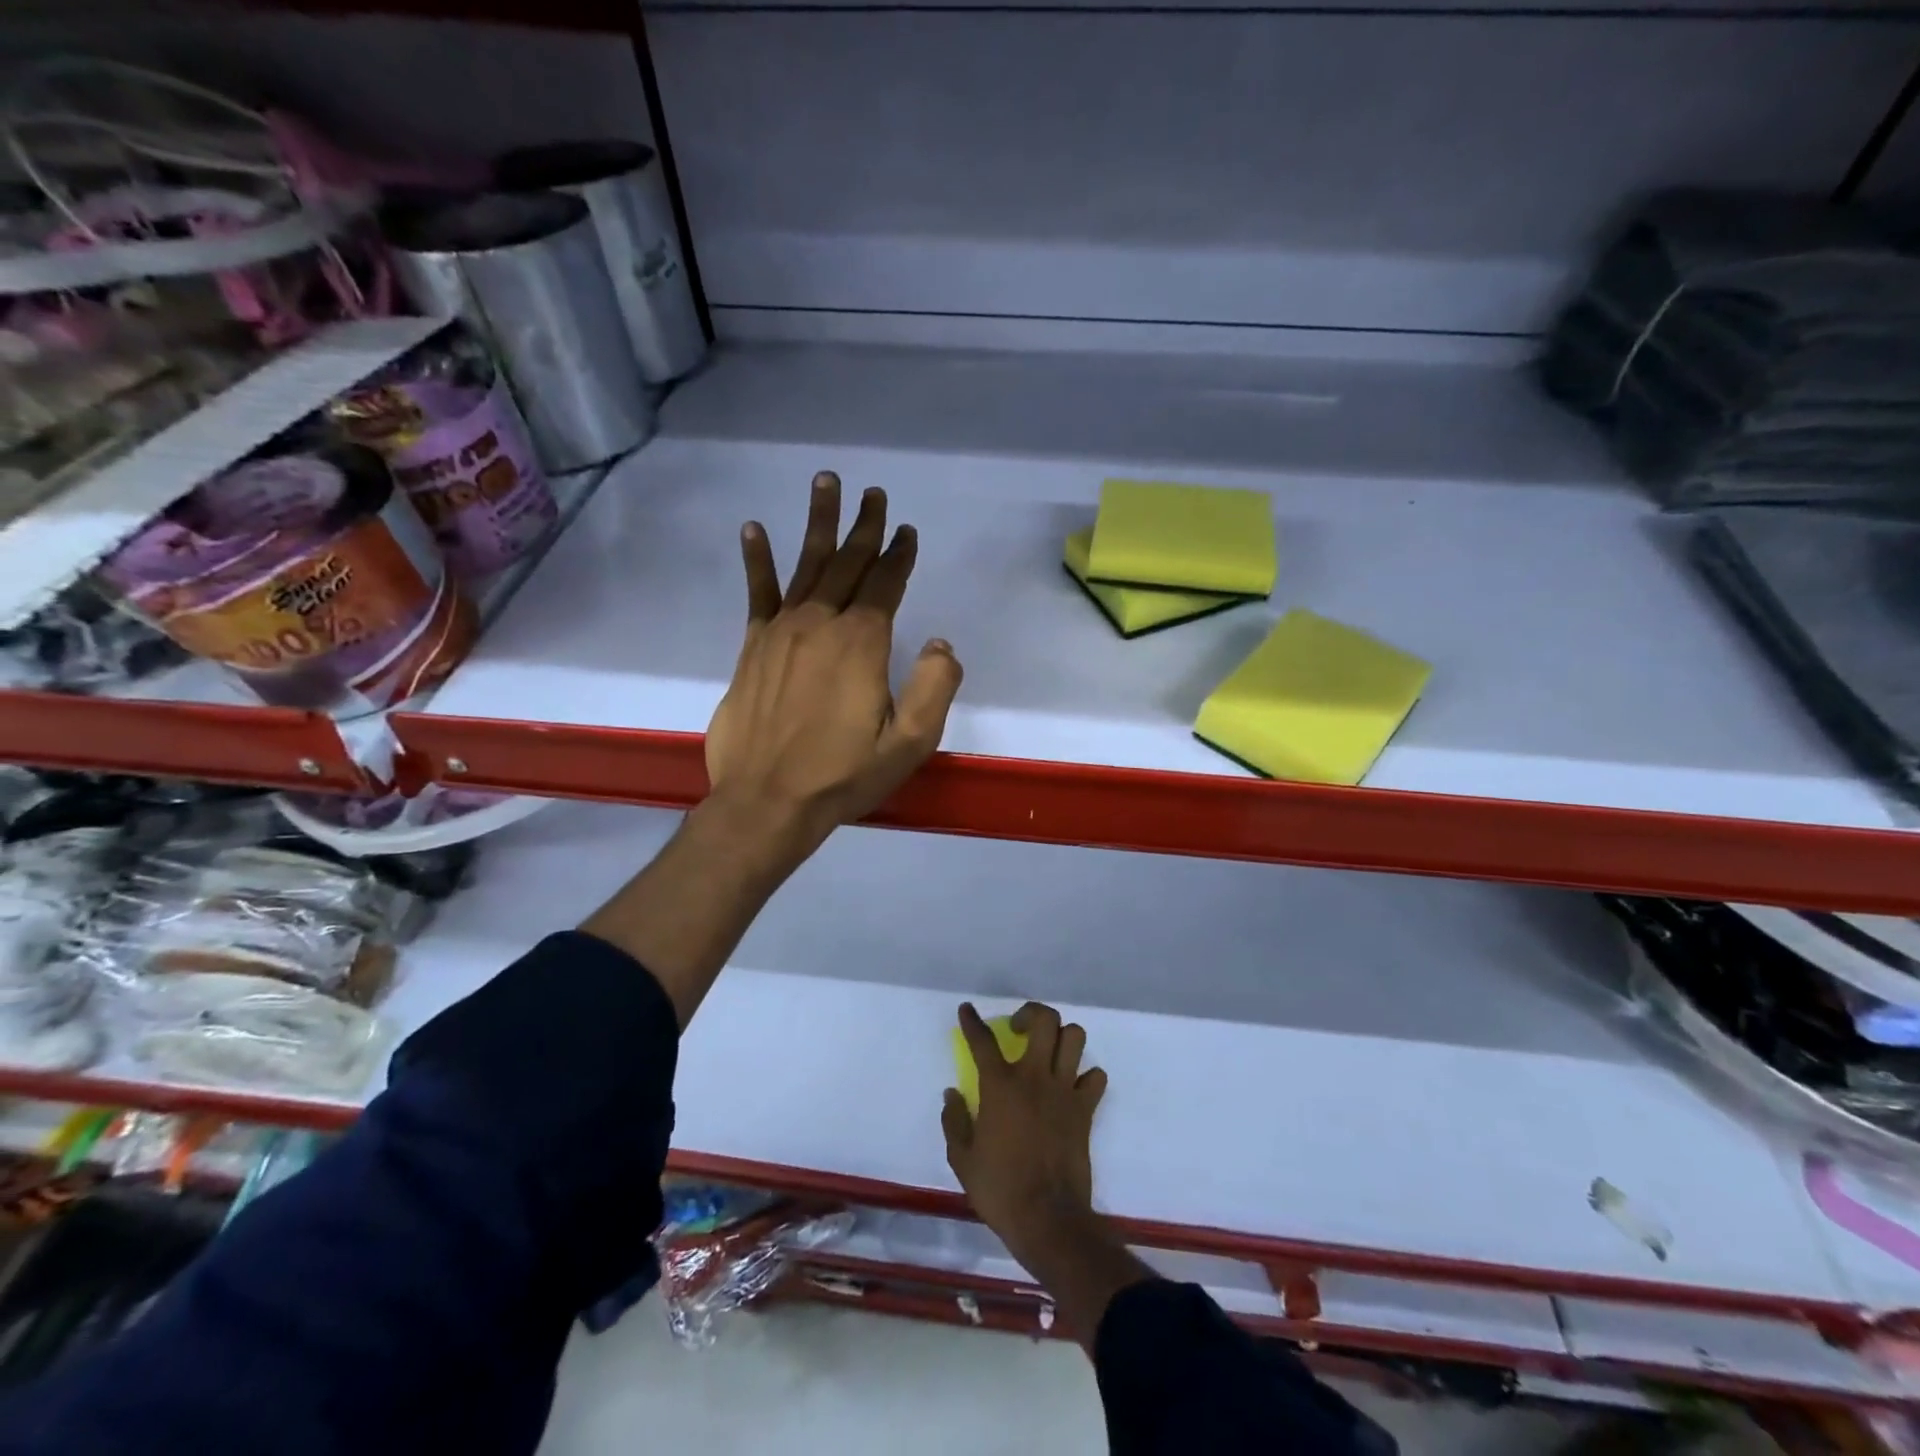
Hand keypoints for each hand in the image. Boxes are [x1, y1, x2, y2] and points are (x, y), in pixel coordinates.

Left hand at [705, 472, 963, 846]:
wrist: (767, 801)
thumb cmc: (843, 774)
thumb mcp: (908, 742)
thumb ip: (934, 687)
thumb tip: (940, 642)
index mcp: (861, 643)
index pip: (885, 585)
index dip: (899, 556)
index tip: (908, 531)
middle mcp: (821, 624)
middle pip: (847, 563)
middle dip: (865, 527)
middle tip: (874, 493)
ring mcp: (781, 632)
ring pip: (805, 566)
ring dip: (817, 523)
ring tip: (825, 483)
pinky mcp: (752, 647)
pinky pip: (757, 594)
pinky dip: (757, 560)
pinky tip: (754, 529)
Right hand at [943, 1001, 1109, 1265]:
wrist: (1048, 1219)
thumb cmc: (1000, 1189)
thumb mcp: (963, 1159)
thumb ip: (954, 1121)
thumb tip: (952, 1094)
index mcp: (1000, 1086)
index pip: (983, 1040)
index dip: (972, 1021)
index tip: (967, 1010)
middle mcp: (1034, 1077)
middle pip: (1044, 1020)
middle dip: (1031, 1014)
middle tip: (1019, 1030)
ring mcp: (1064, 1090)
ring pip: (1074, 1037)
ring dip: (1062, 1037)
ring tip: (1049, 1052)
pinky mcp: (1085, 1109)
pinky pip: (1095, 1077)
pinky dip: (1086, 1076)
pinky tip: (1072, 1088)